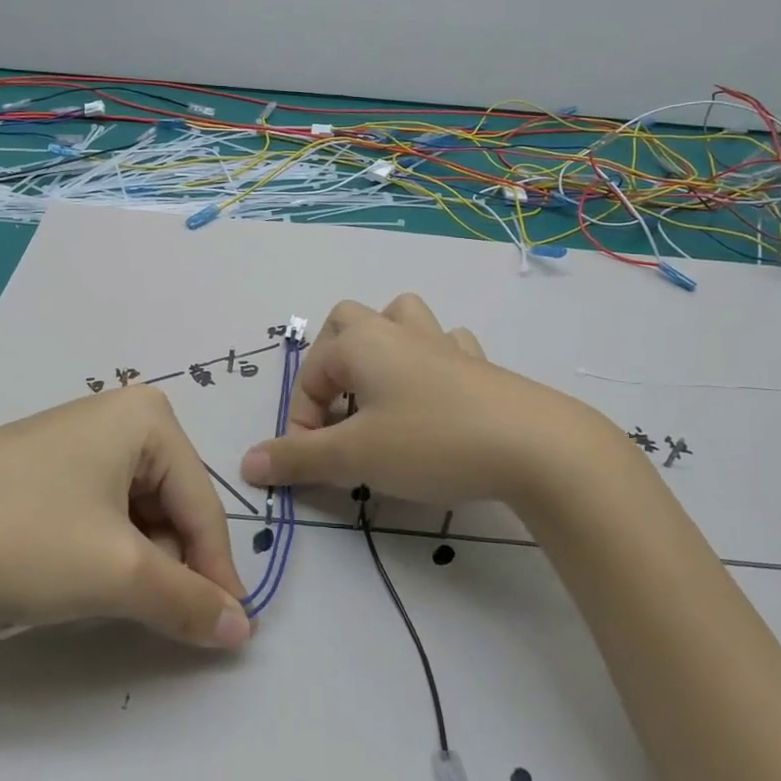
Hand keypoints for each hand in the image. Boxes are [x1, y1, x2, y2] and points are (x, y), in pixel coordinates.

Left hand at [0, 385, 252, 648]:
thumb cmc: (24, 537)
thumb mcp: (117, 574)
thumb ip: (189, 601)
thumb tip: (242, 629)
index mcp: (148, 417)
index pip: (203, 505)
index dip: (217, 573)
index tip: (229, 633)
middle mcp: (119, 414)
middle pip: (170, 504)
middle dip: (168, 565)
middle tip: (152, 619)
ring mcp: (77, 436)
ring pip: (133, 511)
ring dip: (132, 561)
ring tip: (101, 598)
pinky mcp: (43, 463)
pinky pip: (97, 508)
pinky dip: (99, 549)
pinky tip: (68, 575)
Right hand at [238, 293, 630, 511]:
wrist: (532, 445)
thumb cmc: (430, 442)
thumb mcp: (355, 456)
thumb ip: (299, 458)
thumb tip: (248, 462)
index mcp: (362, 343)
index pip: (310, 375)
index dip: (302, 420)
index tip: (313, 463)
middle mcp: (398, 331)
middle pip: (349, 320)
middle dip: (332, 360)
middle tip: (339, 409)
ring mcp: (443, 343)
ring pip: (402, 317)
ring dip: (383, 345)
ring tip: (382, 390)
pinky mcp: (479, 364)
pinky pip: (446, 344)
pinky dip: (432, 361)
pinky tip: (437, 394)